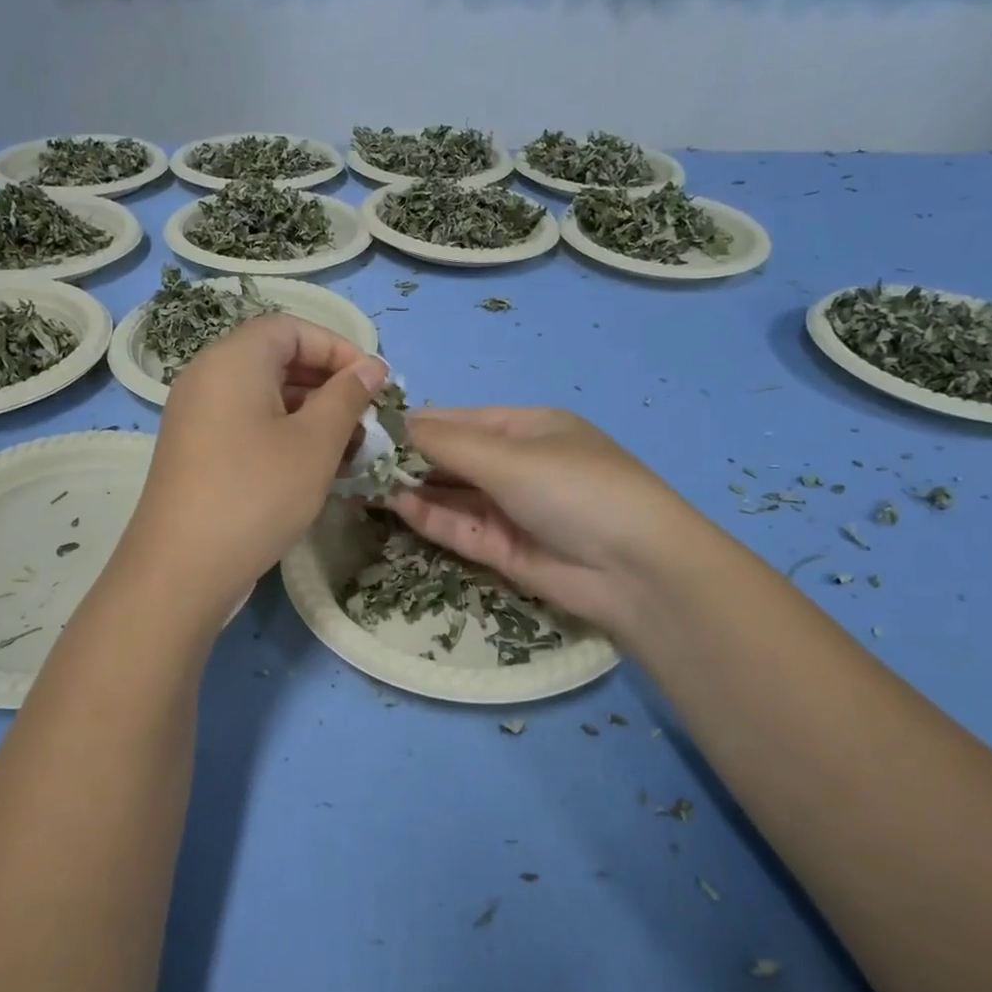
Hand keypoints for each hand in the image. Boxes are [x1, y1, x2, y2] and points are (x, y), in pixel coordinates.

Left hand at [124, 314, 388, 616]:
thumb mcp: (315, 443)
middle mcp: (208, 377)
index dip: (338, 348)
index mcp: (233, 360)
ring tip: (349, 449)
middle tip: (365, 419)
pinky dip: (284, 433)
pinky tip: (314, 467)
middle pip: (276, 359)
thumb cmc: (257, 494)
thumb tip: (372, 365)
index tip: (372, 383)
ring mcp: (197, 415)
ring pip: (264, 396)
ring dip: (311, 413)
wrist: (182, 569)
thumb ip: (347, 396)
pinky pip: (247, 423)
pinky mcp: (197, 450)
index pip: (291, 328)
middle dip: (328, 383)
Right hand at [389, 407, 694, 636]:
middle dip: (409, 459)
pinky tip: (396, 505)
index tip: (367, 427)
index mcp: (529, 428)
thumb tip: (396, 423)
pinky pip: (460, 527)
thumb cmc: (575, 489)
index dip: (416, 424)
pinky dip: (430, 517)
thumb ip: (448, 443)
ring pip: (453, 495)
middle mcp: (519, 465)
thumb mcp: (510, 457)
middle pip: (454, 458)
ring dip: (414, 489)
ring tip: (363, 482)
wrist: (637, 571)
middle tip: (354, 459)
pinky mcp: (505, 550)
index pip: (460, 421)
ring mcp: (512, 509)